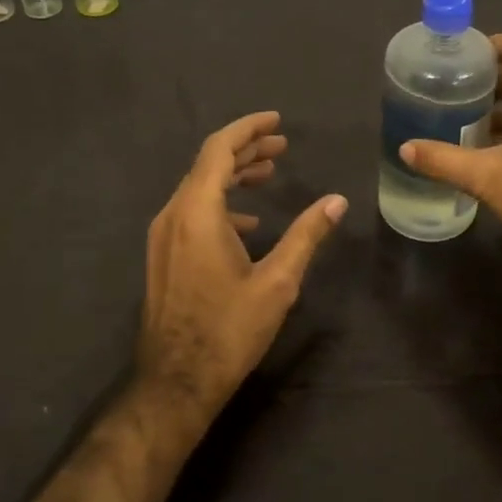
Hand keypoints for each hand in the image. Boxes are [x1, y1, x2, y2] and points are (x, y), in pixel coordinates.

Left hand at [139, 112, 347, 417]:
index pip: (219, 150)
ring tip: (269, 173)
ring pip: (199, 187)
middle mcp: (173, 215)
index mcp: (198, 212)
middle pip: (208, 164)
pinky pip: (192, 211)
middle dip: (246, 149)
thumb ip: (306, 235)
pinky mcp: (164, 255)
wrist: (176, 381)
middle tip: (281, 145)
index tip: (276, 121)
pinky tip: (248, 221)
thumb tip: (337, 201)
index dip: (248, 129)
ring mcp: (163, 236)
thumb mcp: (278, 281)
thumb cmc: (229, 329)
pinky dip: (221, 203)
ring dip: (233, 175)